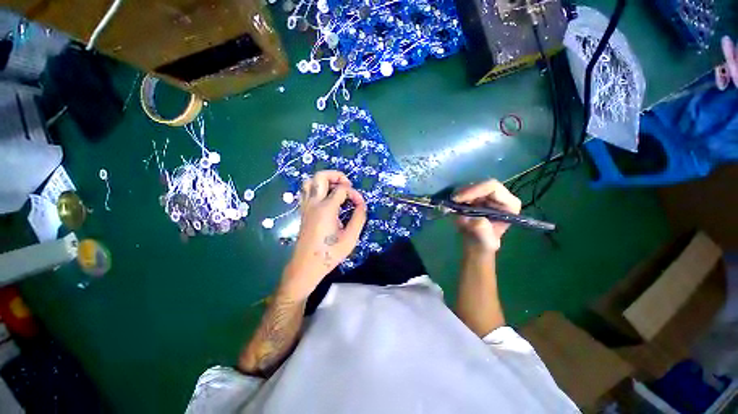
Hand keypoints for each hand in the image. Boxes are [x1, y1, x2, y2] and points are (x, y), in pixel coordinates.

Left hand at [280, 171, 366, 299]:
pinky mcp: (303, 211)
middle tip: (347, 185)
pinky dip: (316, 188)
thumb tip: (362, 204)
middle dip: (336, 175)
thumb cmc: (330, 253)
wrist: (306, 266)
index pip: (342, 189)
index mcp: (326, 209)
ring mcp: (306, 206)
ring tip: (336, 188)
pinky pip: (306, 191)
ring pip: (309, 181)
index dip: (354, 193)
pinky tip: (325, 198)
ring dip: (324, 180)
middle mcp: (314, 203)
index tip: (360, 204)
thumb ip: (359, 218)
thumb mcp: (350, 238)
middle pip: (320, 176)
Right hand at [453, 180, 521, 252]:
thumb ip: (480, 228)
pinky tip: (452, 204)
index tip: (457, 199)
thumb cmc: (482, 243)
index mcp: (509, 204)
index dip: (474, 190)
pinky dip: (457, 196)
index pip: (492, 187)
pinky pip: (465, 190)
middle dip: (464, 192)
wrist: (475, 244)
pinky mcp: (478, 196)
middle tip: (451, 201)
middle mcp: (501, 196)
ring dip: (459, 194)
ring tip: (451, 205)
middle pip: (481, 184)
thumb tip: (472, 218)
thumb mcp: (482, 239)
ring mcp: (488, 195)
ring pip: (471, 185)